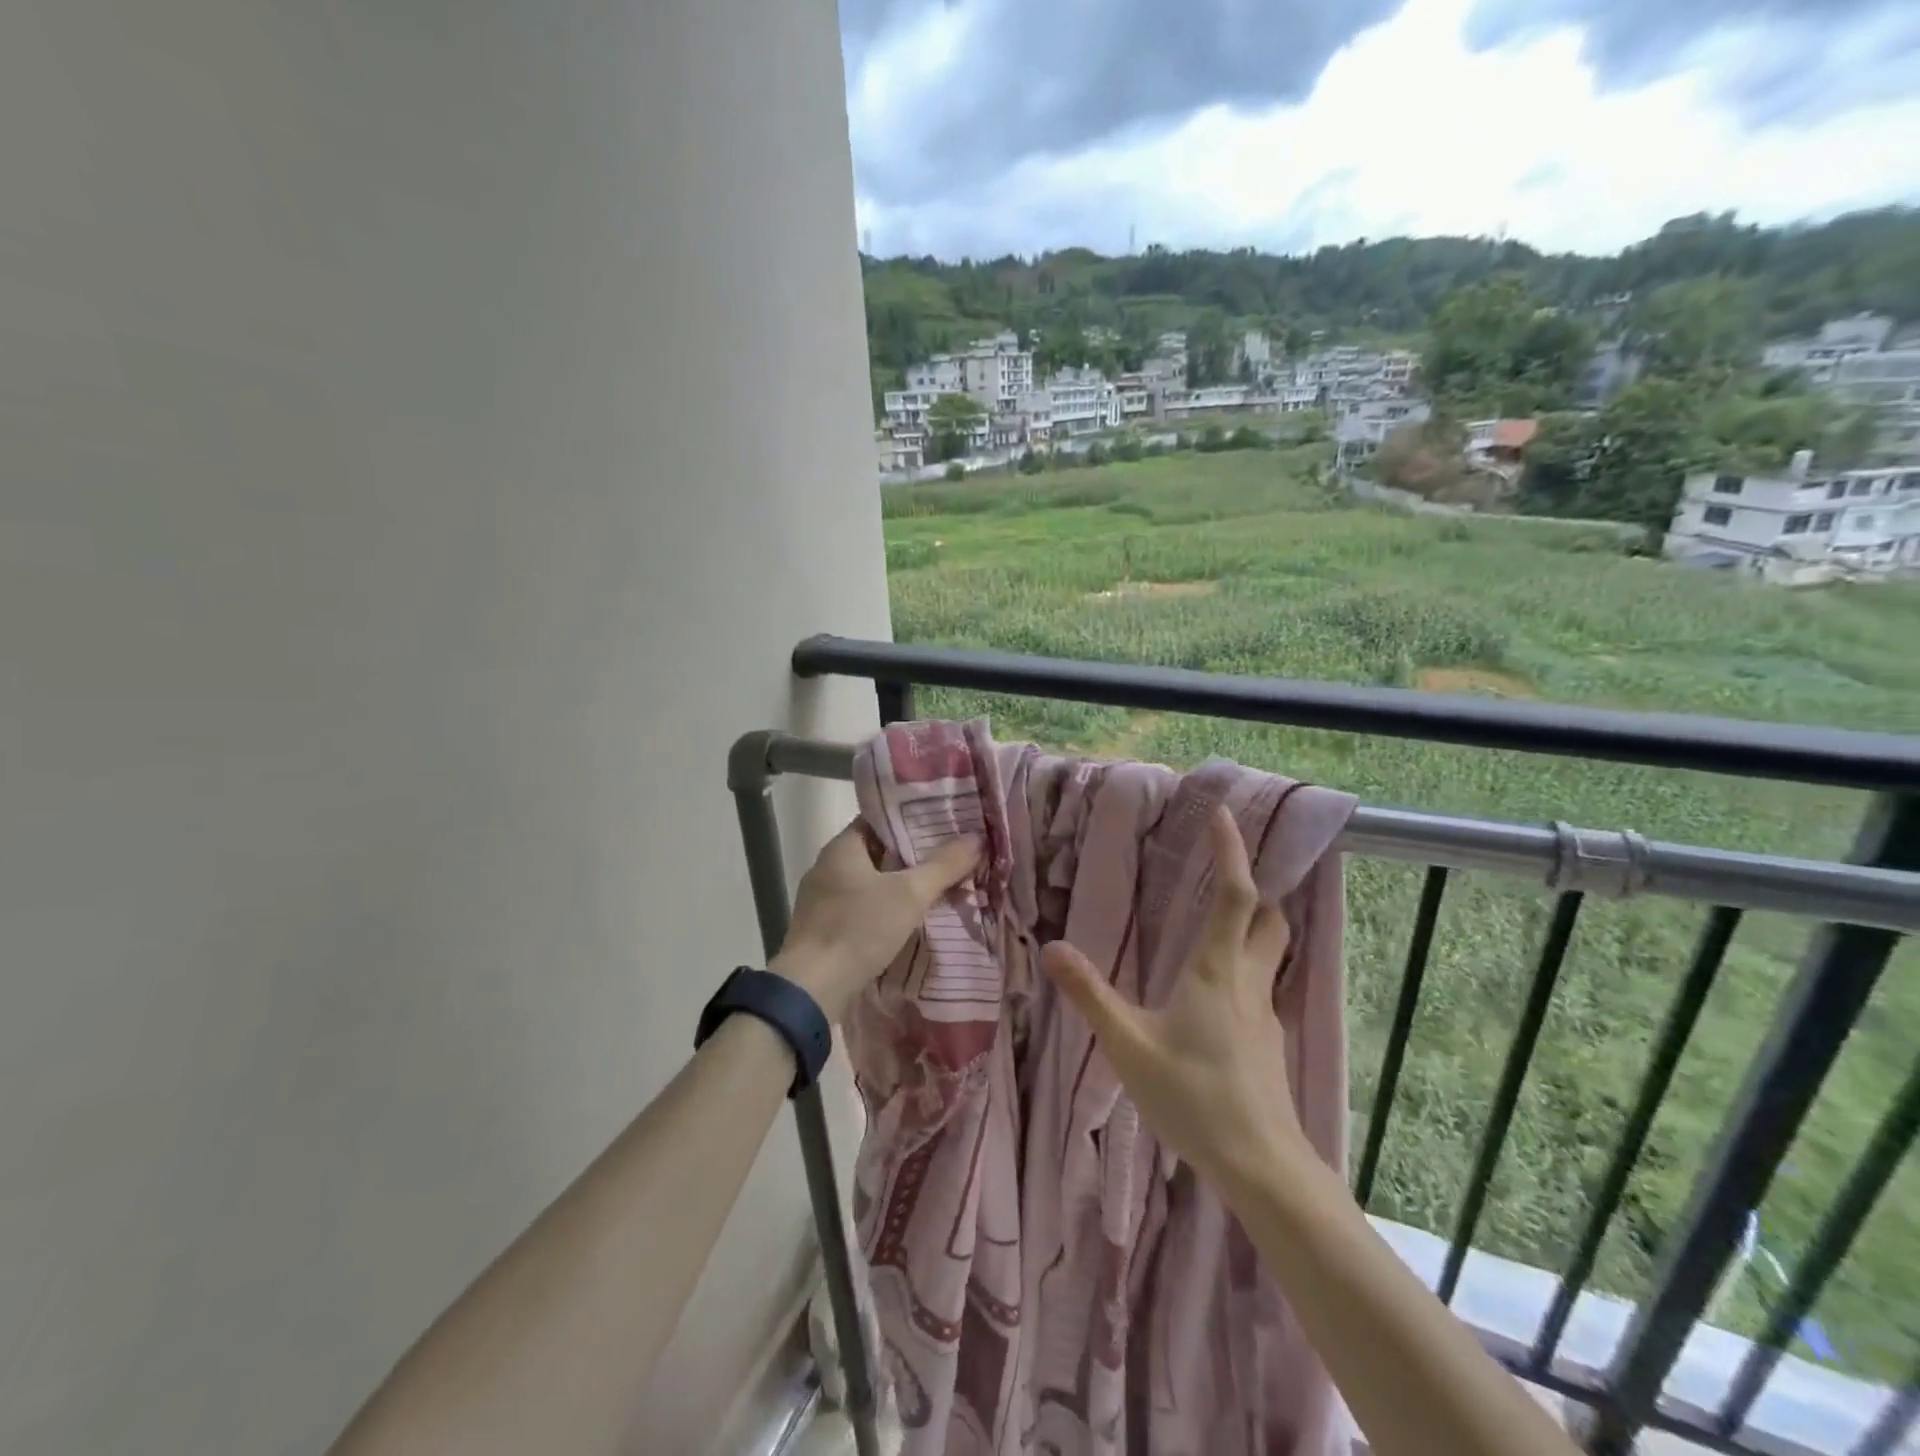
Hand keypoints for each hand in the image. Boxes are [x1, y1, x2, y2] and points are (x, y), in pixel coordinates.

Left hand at [773, 820, 981, 1022]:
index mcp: (841, 847)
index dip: (912, 819)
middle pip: (877, 851)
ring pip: (870, 881)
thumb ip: (943, 865)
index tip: (943, 822)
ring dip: (899, 883)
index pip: (880, 819)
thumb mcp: (909, 894)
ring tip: (937, 885)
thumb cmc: (858, 929)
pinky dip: (884, 907)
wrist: (811, 990)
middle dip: (912, 854)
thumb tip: (977, 838)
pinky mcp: (824, 928)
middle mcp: (827, 867)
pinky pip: (861, 906)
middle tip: (950, 854)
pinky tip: (908, 917)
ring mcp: (822, 899)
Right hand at [1041, 806, 1308, 1191]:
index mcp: (1216, 970)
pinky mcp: (1268, 1042)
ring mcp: (1264, 1013)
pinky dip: (1243, 969)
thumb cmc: (1193, 1098)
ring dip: (1252, 927)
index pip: (1234, 894)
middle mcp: (1246, 981)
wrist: (1261, 1166)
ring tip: (1214, 925)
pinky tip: (1214, 997)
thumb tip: (1053, 947)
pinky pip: (1259, 986)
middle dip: (1252, 889)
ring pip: (1269, 952)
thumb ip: (1090, 995)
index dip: (1232, 852)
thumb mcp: (1128, 1045)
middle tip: (1222, 873)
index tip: (1226, 816)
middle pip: (1267, 919)